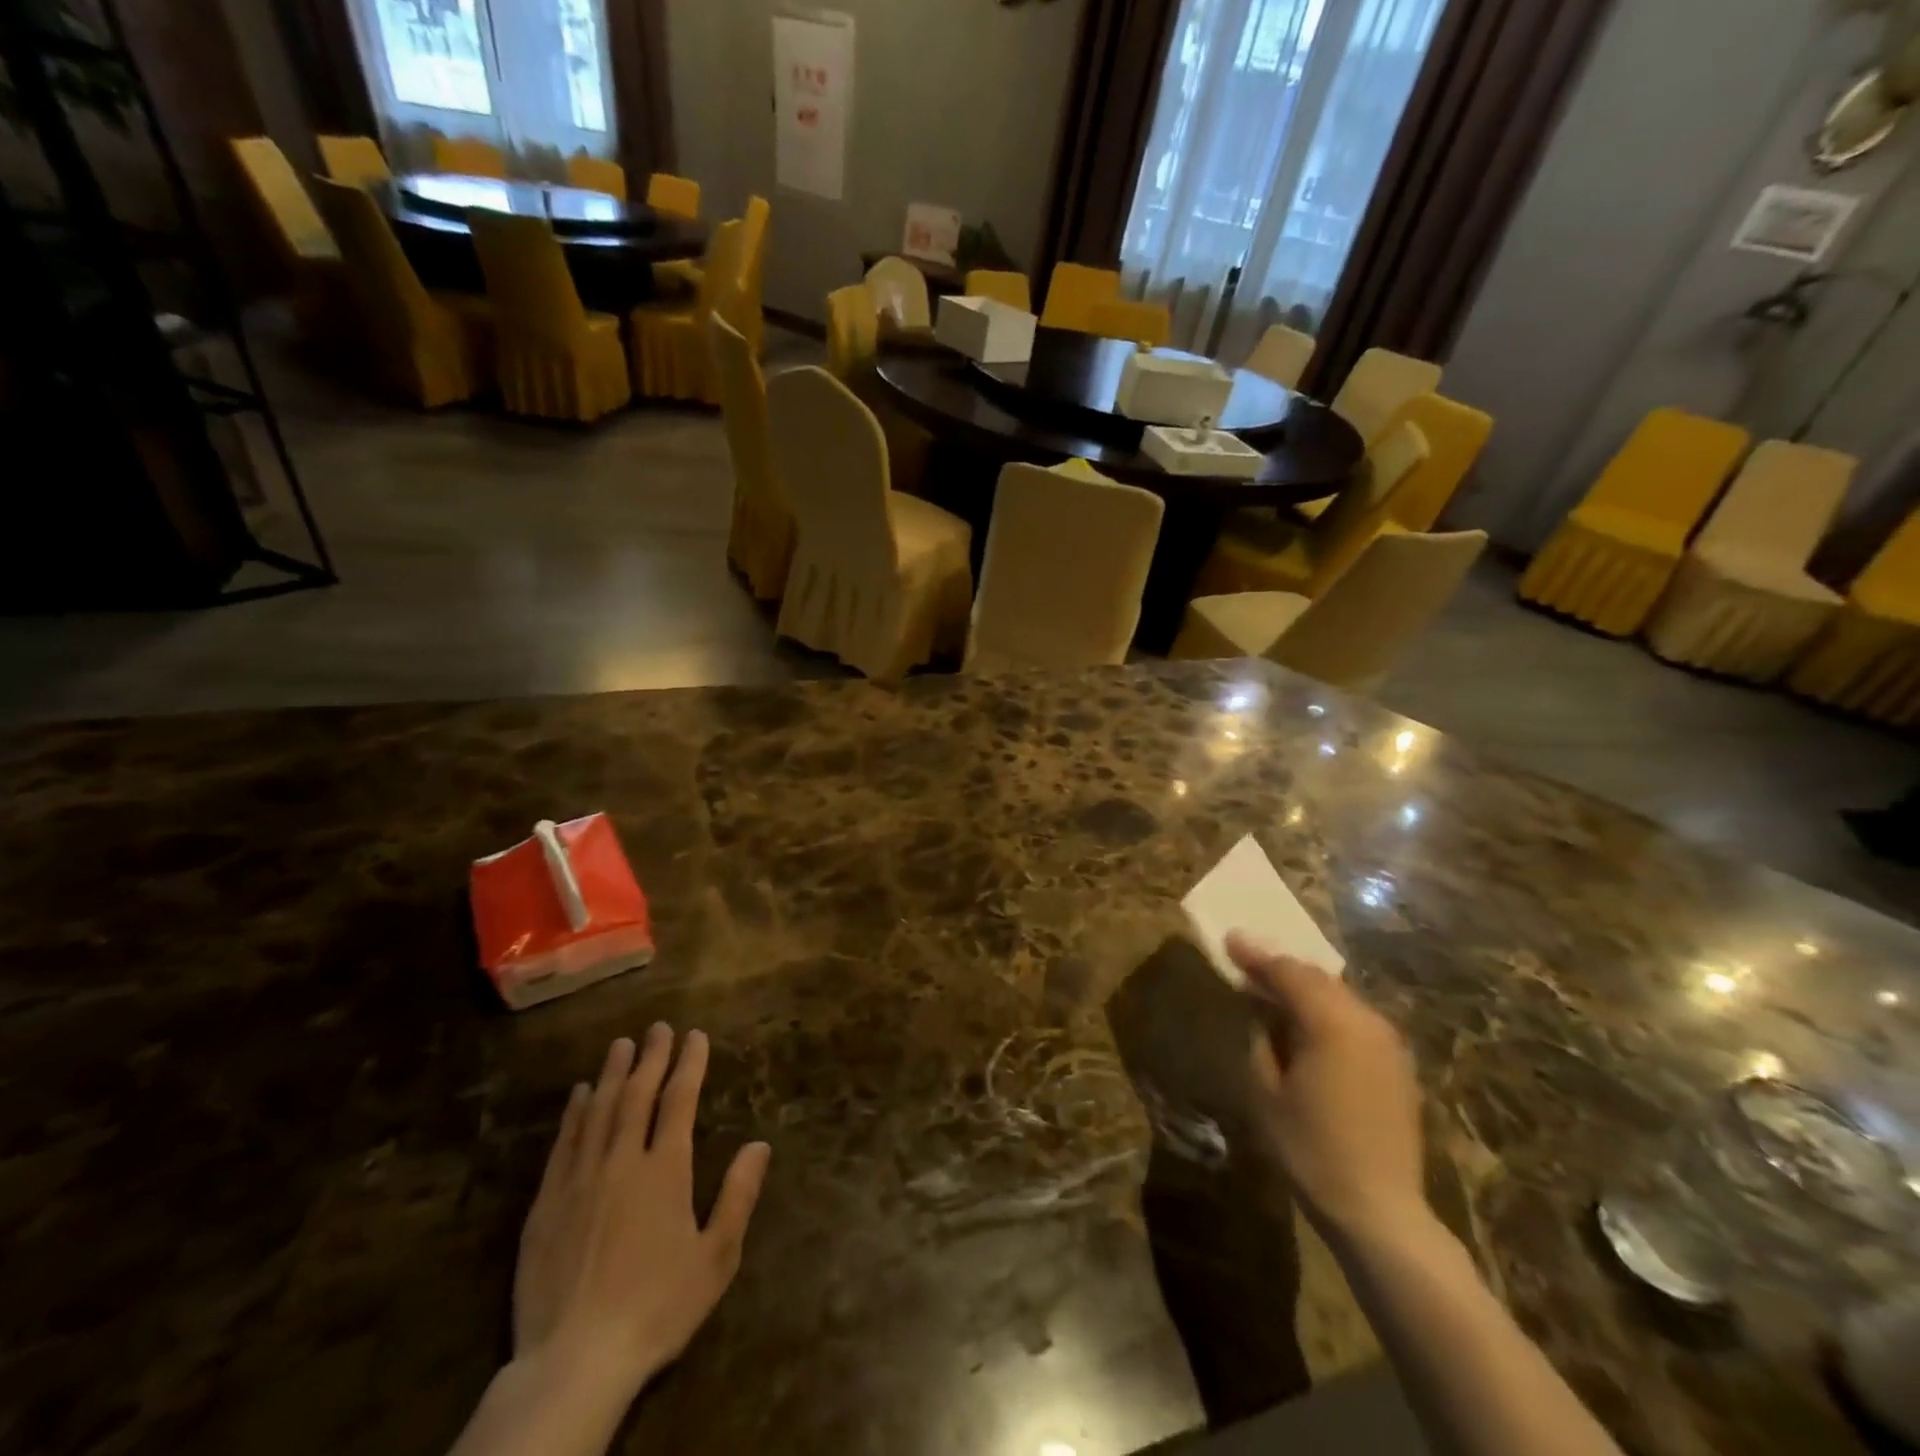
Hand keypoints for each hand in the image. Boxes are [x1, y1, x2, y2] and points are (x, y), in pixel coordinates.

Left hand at [513, 1025, 770, 1397]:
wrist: (574, 1361)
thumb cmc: (657, 1308)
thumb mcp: (715, 1258)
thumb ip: (738, 1196)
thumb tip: (760, 1144)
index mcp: (665, 1170)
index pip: (679, 1100)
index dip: (689, 1064)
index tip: (695, 1036)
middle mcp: (622, 1161)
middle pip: (638, 1095)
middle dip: (652, 1057)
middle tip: (659, 1027)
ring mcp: (580, 1180)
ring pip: (599, 1110)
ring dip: (613, 1073)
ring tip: (621, 1044)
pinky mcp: (546, 1204)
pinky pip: (564, 1143)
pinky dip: (575, 1112)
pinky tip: (580, 1094)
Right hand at [1230, 933, 1426, 1242]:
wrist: (1379, 1211)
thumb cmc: (1310, 1150)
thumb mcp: (1266, 1091)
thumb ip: (1262, 1039)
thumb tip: (1263, 1013)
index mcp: (1332, 1022)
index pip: (1287, 972)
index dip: (1255, 955)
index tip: (1230, 939)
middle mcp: (1366, 1022)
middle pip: (1317, 978)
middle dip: (1281, 968)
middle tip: (1247, 962)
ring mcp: (1388, 1044)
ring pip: (1339, 997)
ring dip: (1305, 990)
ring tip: (1273, 992)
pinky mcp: (1398, 1066)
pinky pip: (1355, 1021)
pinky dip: (1327, 1012)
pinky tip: (1307, 1026)